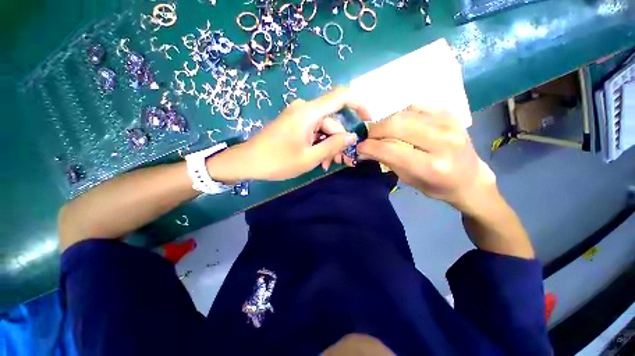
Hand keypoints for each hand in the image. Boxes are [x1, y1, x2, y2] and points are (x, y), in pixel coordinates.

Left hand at [212, 88, 369, 181]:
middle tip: (343, 161)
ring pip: (323, 129)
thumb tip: (352, 137)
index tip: (368, 120)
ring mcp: (298, 117)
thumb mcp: (310, 157)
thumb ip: (333, 145)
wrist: (248, 161)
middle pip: (332, 121)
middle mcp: (305, 109)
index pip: (341, 96)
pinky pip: (313, 131)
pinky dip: (318, 144)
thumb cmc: (278, 161)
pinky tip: (319, 160)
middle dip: (339, 141)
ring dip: (328, 146)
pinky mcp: (294, 124)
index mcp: (309, 112)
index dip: (359, 104)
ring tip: (328, 164)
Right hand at [357, 106, 496, 214]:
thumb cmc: (437, 186)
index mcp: (432, 166)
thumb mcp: (409, 180)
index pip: (391, 150)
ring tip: (381, 131)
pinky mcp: (450, 114)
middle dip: (375, 130)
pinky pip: (416, 106)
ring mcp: (449, 124)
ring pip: (404, 113)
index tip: (360, 147)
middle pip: (396, 125)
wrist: (470, 178)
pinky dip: (401, 113)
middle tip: (368, 137)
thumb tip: (365, 150)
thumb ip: (387, 161)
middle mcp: (442, 142)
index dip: (370, 146)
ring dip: (386, 122)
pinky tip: (399, 123)